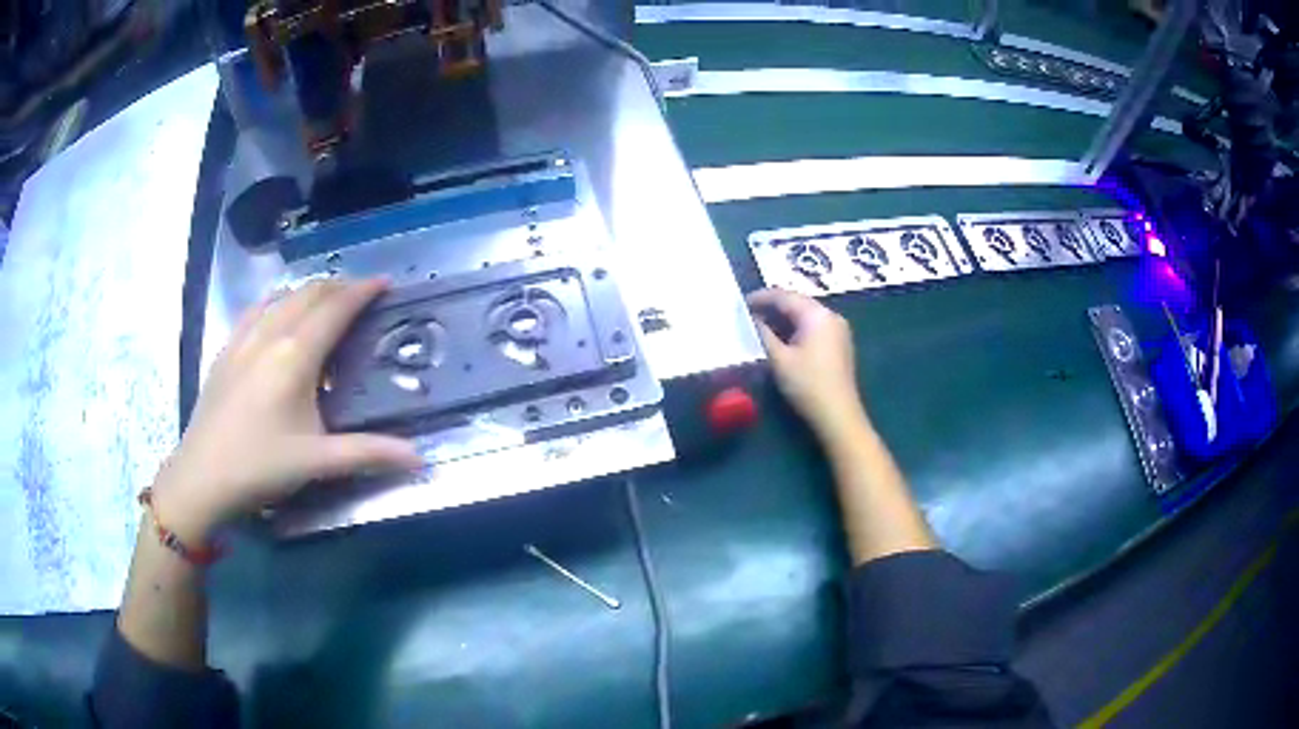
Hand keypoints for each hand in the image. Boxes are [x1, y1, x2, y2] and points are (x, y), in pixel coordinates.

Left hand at [152, 278, 422, 541]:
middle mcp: (269, 335)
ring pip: (281, 297)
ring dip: (308, 291)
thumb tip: (419, 459)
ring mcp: (242, 339)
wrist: (201, 478)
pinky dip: (276, 300)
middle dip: (339, 286)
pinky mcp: (225, 351)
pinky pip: (254, 309)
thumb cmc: (260, 467)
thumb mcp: (317, 463)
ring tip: (325, 301)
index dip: (362, 291)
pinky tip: (276, 311)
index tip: (386, 283)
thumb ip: (368, 454)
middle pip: (308, 293)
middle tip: (361, 294)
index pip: (335, 309)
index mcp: (294, 357)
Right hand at [747, 288, 866, 438]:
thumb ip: (763, 334)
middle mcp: (831, 316)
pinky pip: (814, 326)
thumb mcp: (779, 359)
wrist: (838, 414)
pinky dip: (796, 327)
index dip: (761, 297)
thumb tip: (753, 319)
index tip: (741, 303)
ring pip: (806, 314)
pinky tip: (782, 337)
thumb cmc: (807, 385)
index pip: (785, 296)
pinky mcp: (839, 343)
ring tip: (761, 325)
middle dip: (773, 306)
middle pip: (798, 302)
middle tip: (749, 313)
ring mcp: (838, 329)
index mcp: (817, 315)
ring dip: (784, 317)